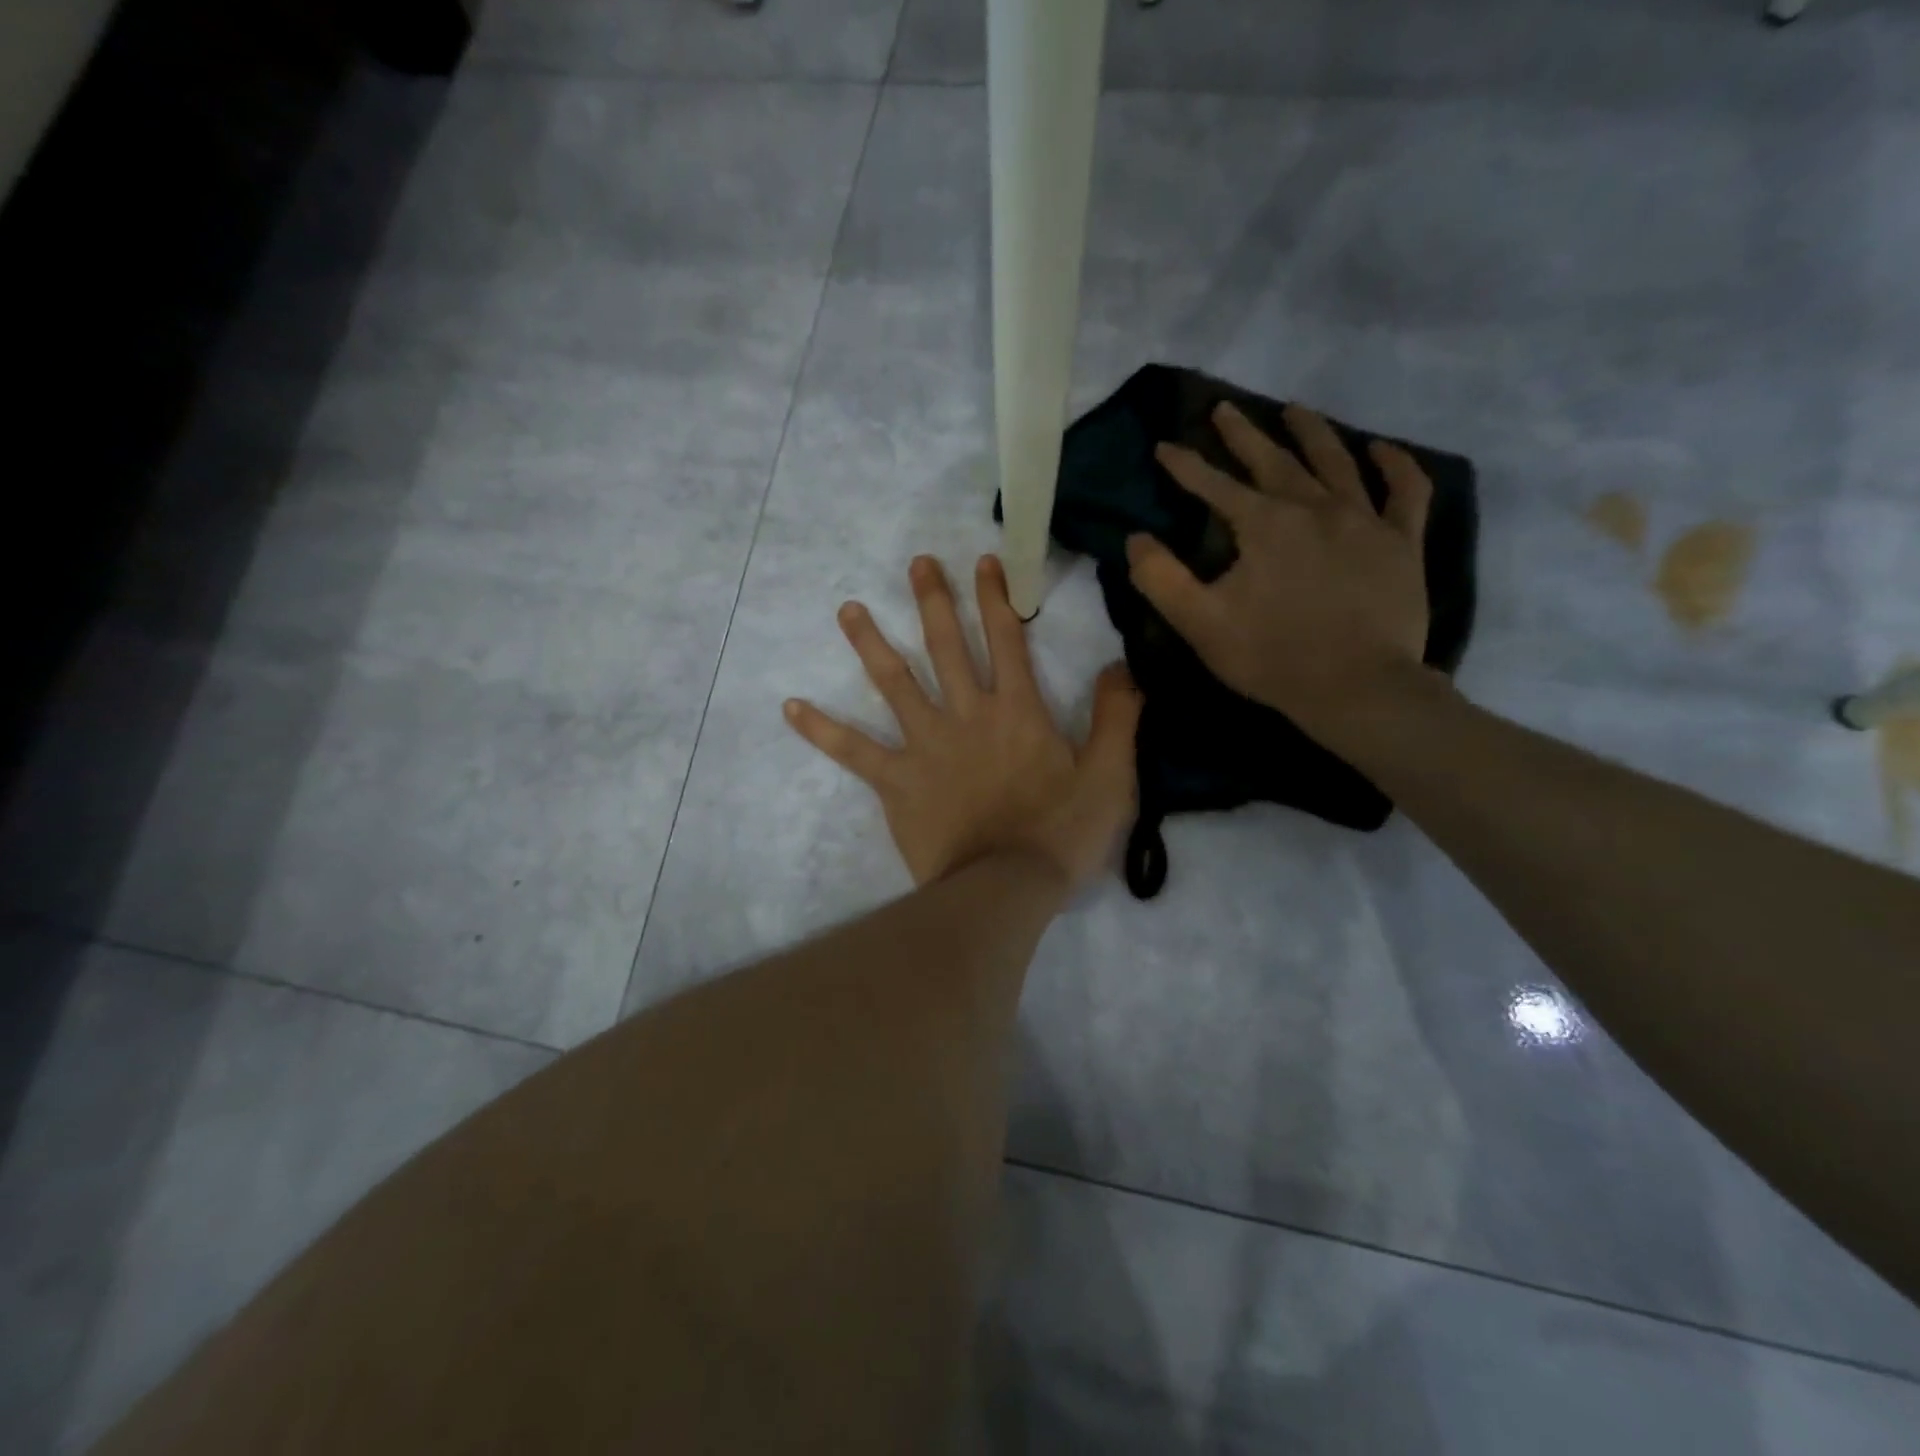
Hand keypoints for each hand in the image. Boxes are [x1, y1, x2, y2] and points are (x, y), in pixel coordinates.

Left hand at [785, 555, 1141, 891]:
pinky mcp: (896, 781)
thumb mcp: (1110, 776)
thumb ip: (1117, 717)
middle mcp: (967, 715)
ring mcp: (926, 745)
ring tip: (847, 608)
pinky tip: (790, 707)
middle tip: (917, 564)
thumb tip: (1122, 667)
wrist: (1005, 888)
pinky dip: (821, 729)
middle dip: (934, 601)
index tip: (984, 561)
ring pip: (894, 684)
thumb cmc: (1060, 834)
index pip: (1007, 640)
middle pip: (946, 647)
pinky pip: (853, 751)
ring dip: (871, 643)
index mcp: (1018, 711)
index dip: (997, 598)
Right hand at [1125, 401, 1439, 748]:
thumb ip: (1160, 578)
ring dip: (1312, 432)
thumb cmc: (1271, 657)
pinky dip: (1396, 466)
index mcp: (1263, 525)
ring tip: (1295, 410)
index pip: (1214, 485)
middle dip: (1243, 433)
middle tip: (1224, 408)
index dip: (1184, 465)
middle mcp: (1313, 507)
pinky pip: (1406, 492)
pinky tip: (1382, 450)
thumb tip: (1135, 538)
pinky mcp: (1402, 543)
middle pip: (1274, 459)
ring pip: (1337, 461)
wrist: (1356, 687)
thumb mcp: (1199, 623)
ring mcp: (1364, 520)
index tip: (1164, 446)